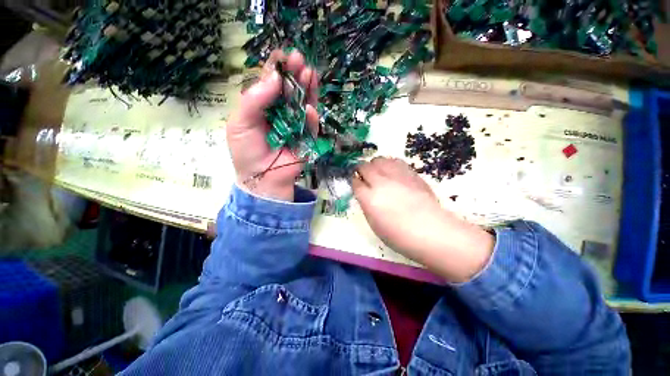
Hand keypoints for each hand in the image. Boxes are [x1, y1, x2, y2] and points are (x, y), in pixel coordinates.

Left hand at [227, 50, 317, 201]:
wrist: (260, 180)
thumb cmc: (246, 150)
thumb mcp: (240, 123)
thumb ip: (253, 99)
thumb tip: (273, 76)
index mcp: (262, 102)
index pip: (270, 79)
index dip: (276, 66)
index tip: (281, 54)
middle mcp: (280, 106)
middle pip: (290, 84)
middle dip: (294, 70)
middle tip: (297, 58)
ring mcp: (295, 118)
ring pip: (304, 97)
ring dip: (307, 84)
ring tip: (307, 72)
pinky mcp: (307, 133)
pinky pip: (311, 122)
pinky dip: (310, 115)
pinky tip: (307, 108)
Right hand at [353, 157, 494, 282]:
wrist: (430, 230)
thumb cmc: (400, 237)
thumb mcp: (376, 225)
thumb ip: (369, 206)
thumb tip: (368, 196)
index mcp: (369, 198)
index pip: (355, 182)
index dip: (356, 183)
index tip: (358, 185)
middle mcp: (380, 182)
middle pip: (365, 166)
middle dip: (363, 171)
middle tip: (367, 178)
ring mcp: (397, 175)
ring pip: (380, 159)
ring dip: (376, 165)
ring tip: (380, 173)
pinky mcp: (411, 173)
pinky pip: (395, 161)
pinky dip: (390, 164)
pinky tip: (394, 173)